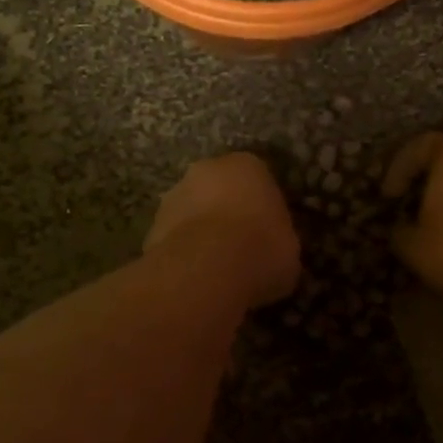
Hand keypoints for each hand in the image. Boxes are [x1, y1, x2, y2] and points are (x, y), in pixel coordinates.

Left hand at [146, 152, 300, 307]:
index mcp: (248, 165)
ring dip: (201, 231)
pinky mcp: (152, 225)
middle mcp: (207, 169)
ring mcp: (174, 195)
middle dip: (226, 211)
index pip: (258, 179)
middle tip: (240, 246)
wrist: (208, 269)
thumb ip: (278, 239)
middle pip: (219, 188)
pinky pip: (174, 237)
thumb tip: (273, 252)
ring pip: (192, 210)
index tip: (267, 232)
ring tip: (215, 267)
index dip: (262, 207)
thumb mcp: (289, 248)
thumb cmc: (261, 249)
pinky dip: (182, 252)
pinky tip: (194, 276)